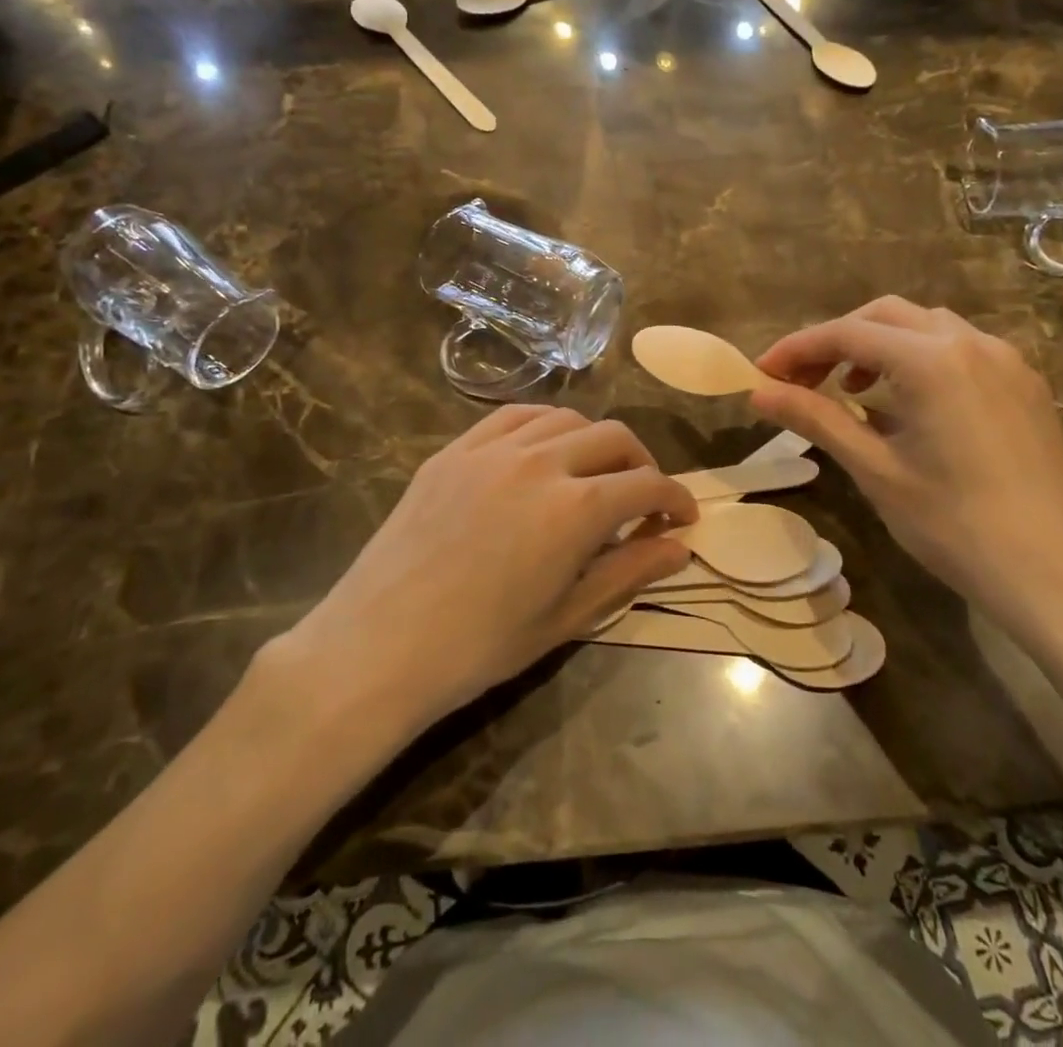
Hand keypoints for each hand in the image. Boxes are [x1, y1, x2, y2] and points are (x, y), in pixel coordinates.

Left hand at [271, 406, 696, 729]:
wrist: (380, 644)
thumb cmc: (479, 646)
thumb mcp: (565, 617)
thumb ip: (628, 573)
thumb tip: (678, 548)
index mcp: (576, 508)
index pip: (647, 484)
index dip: (675, 499)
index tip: (682, 518)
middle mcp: (541, 462)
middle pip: (614, 437)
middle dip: (642, 463)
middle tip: (643, 499)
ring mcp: (492, 449)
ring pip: (565, 417)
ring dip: (594, 440)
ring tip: (593, 473)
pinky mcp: (455, 449)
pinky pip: (513, 416)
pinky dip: (543, 427)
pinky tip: (542, 452)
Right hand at [751, 297, 1062, 649]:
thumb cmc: (958, 527)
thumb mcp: (876, 471)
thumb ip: (816, 419)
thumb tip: (758, 392)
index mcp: (931, 360)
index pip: (846, 333)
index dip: (796, 348)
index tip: (760, 373)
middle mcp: (971, 343)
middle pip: (885, 316)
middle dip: (836, 340)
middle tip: (801, 380)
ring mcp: (1006, 362)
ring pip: (925, 328)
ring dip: (878, 346)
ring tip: (851, 390)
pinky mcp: (1024, 386)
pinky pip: (959, 350)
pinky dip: (917, 360)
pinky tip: (905, 405)